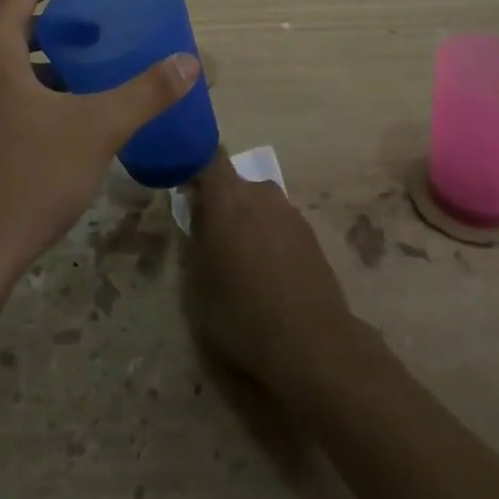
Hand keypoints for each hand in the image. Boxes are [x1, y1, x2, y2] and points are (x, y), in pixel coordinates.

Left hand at [0, 0, 200, 286]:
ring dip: (33, 64)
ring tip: (76, 80)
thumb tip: (190, 62)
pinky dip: (14, 91)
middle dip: (50, 27)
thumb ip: (145, 92)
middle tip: (89, 36)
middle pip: (6, 27)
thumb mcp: (96, 130)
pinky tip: (46, 124)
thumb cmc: (26, 179)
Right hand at [183, 151, 359, 392]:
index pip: (209, 156)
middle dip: (221, 203)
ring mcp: (291, 212)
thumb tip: (195, 216)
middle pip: (235, 185)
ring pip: (259, 206)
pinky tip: (268, 277)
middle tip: (210, 238)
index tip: (185, 187)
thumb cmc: (241, 310)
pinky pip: (279, 226)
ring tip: (241, 264)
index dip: (195, 166)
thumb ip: (192, 239)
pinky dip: (269, 240)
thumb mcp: (196, 281)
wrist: (312, 343)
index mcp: (228, 195)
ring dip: (247, 223)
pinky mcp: (311, 236)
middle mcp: (261, 192)